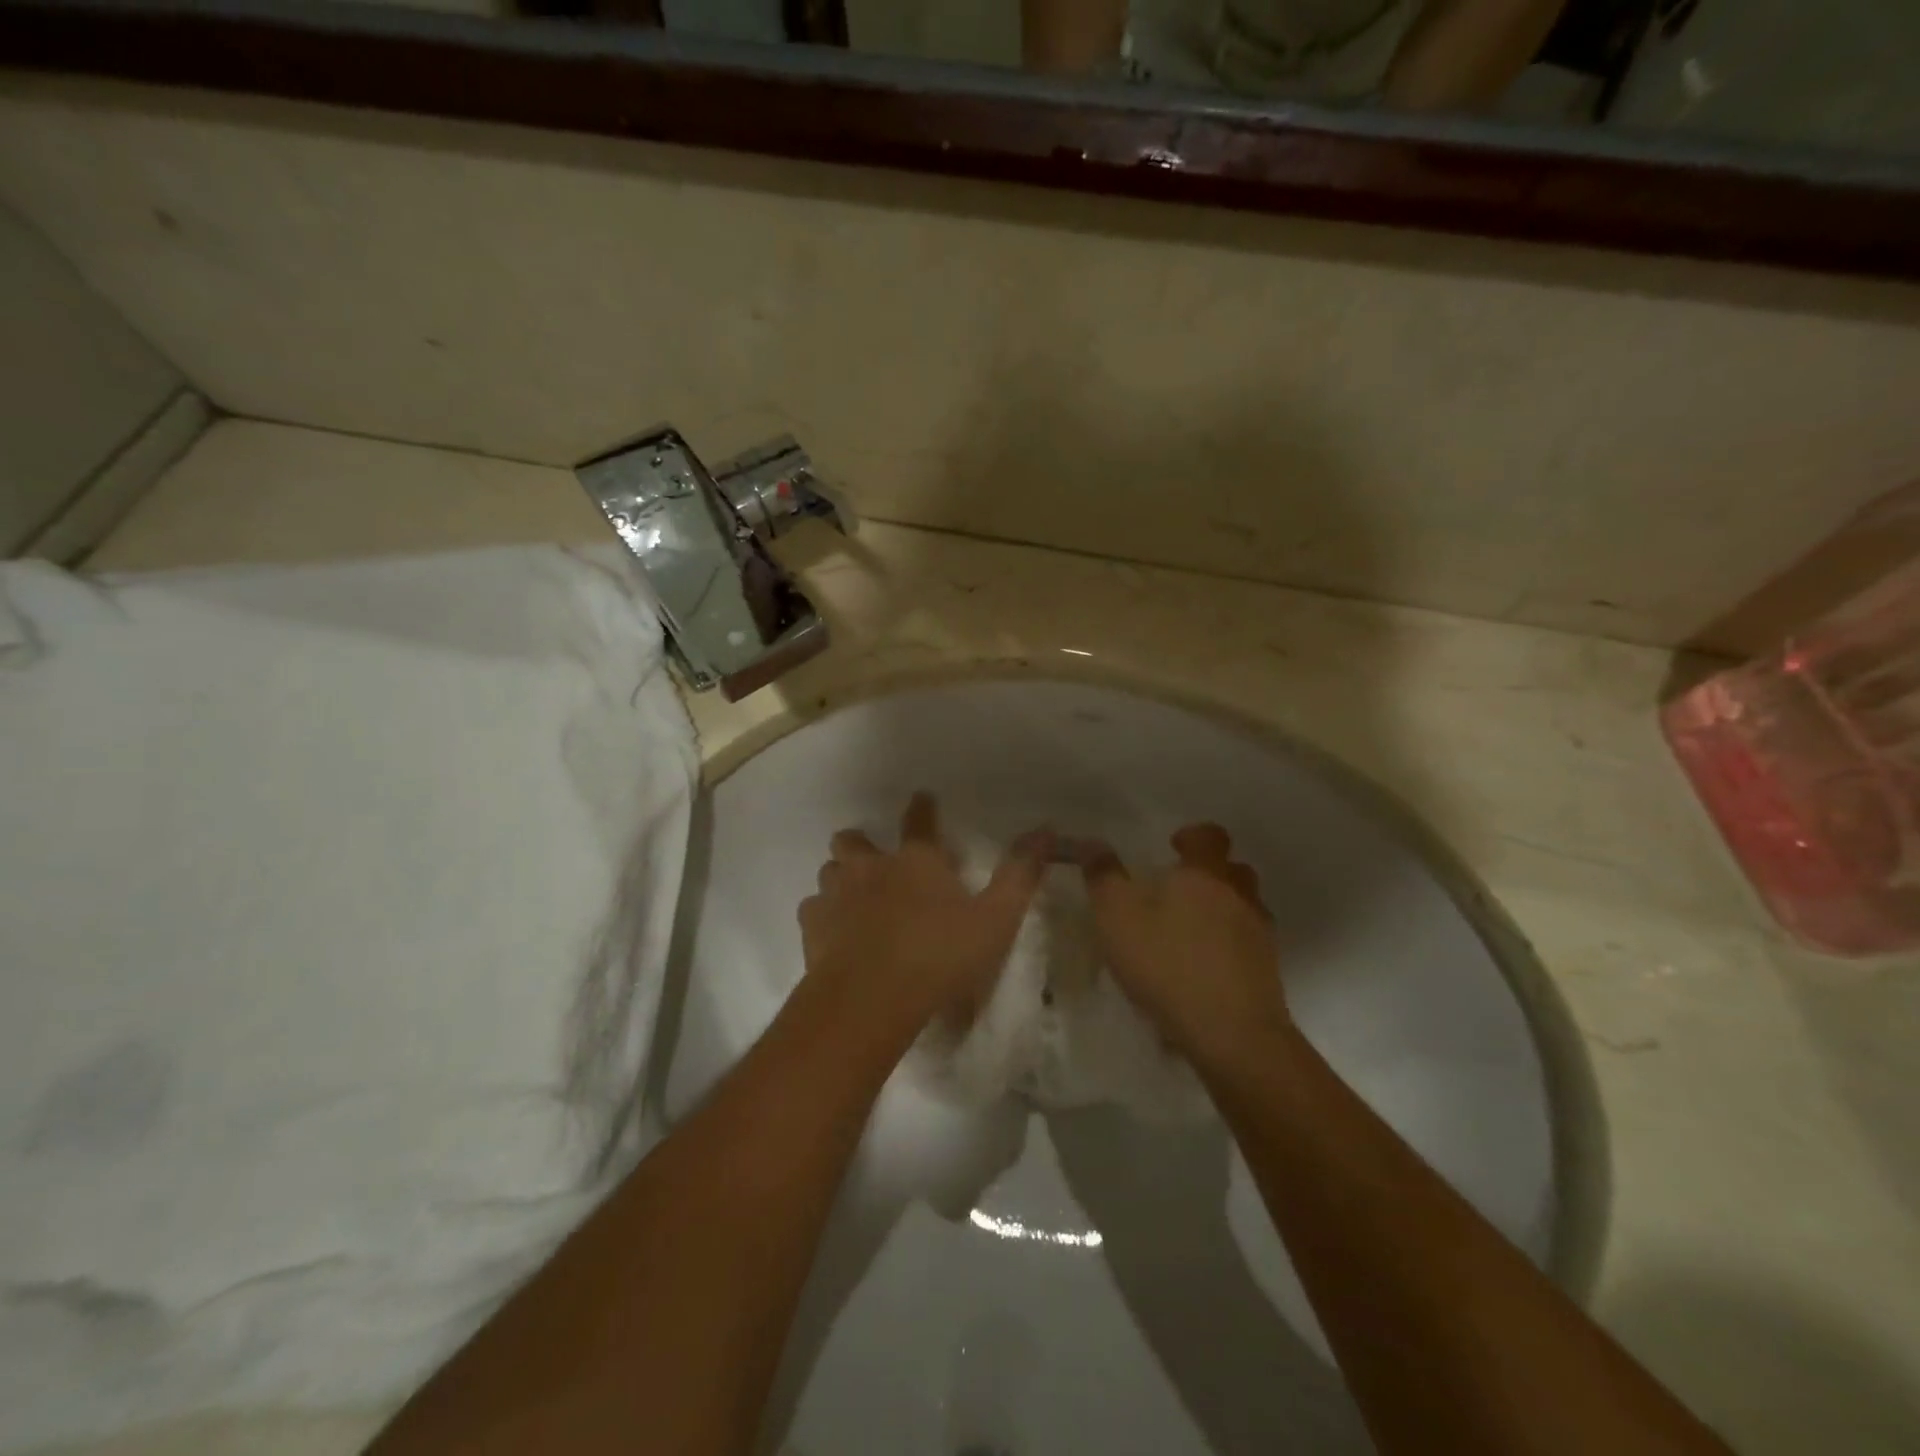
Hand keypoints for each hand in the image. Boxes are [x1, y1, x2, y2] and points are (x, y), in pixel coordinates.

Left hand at [799, 793, 1051, 1036]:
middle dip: (861, 843)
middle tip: (874, 860)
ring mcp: (836, 895)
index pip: (919, 820)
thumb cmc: (939, 955)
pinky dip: (823, 915)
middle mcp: (870, 867)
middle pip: (853, 839)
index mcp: (916, 860)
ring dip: (841, 878)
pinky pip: (812, 910)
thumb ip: (1020, 874)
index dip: (922, 807)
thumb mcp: (995, 919)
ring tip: (853, 897)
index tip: (922, 799)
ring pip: (830, 871)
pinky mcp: (812, 928)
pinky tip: (833, 933)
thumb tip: (1045, 829)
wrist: (871, 999)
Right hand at [1078, 824, 1288, 1066]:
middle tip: (1178, 891)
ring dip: (1222, 912)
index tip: (1173, 847)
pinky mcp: (1268, 973)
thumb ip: (1103, 877)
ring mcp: (1259, 935)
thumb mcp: (1116, 917)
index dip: (1192, 836)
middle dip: (1209, 874)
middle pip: (1233, 870)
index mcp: (1205, 874)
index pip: (1210, 836)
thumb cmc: (1168, 963)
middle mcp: (1239, 896)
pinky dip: (1228, 949)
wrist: (1232, 1034)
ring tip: (1189, 933)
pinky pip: (1247, 947)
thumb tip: (1092, 844)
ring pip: (1244, 909)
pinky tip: (1203, 971)